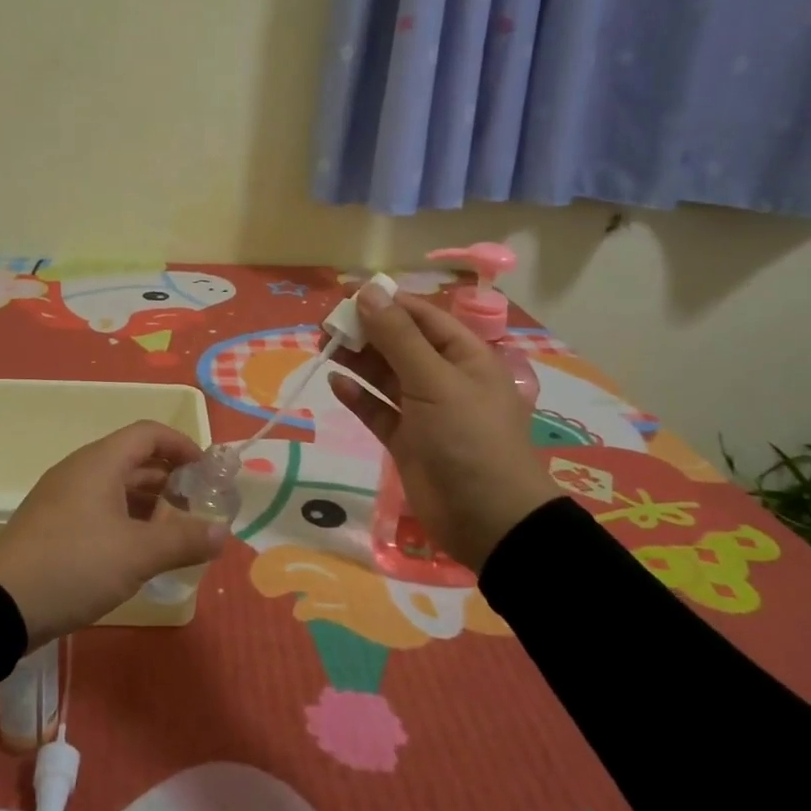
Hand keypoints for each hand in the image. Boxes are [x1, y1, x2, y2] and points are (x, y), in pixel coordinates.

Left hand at [0, 420, 229, 648]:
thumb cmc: (75, 565)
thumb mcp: (137, 554)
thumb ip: (184, 540)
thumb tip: (223, 532)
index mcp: (100, 462)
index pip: (149, 434)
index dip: (182, 445)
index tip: (207, 472)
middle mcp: (81, 471)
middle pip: (134, 460)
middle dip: (170, 480)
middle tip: (199, 508)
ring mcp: (63, 498)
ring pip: (116, 488)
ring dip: (149, 504)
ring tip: (176, 533)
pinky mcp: (53, 526)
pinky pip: (99, 510)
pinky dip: (126, 521)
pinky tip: (140, 552)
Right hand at [329, 284, 559, 574]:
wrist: (488, 520)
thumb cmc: (469, 439)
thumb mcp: (435, 381)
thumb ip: (398, 337)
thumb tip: (368, 291)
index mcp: (463, 356)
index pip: (421, 316)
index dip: (386, 303)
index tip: (346, 296)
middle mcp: (444, 378)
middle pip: (399, 343)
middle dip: (365, 331)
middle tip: (325, 325)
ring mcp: (424, 411)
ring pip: (385, 376)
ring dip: (357, 360)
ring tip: (323, 346)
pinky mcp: (406, 441)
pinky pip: (378, 410)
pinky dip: (358, 397)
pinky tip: (336, 384)